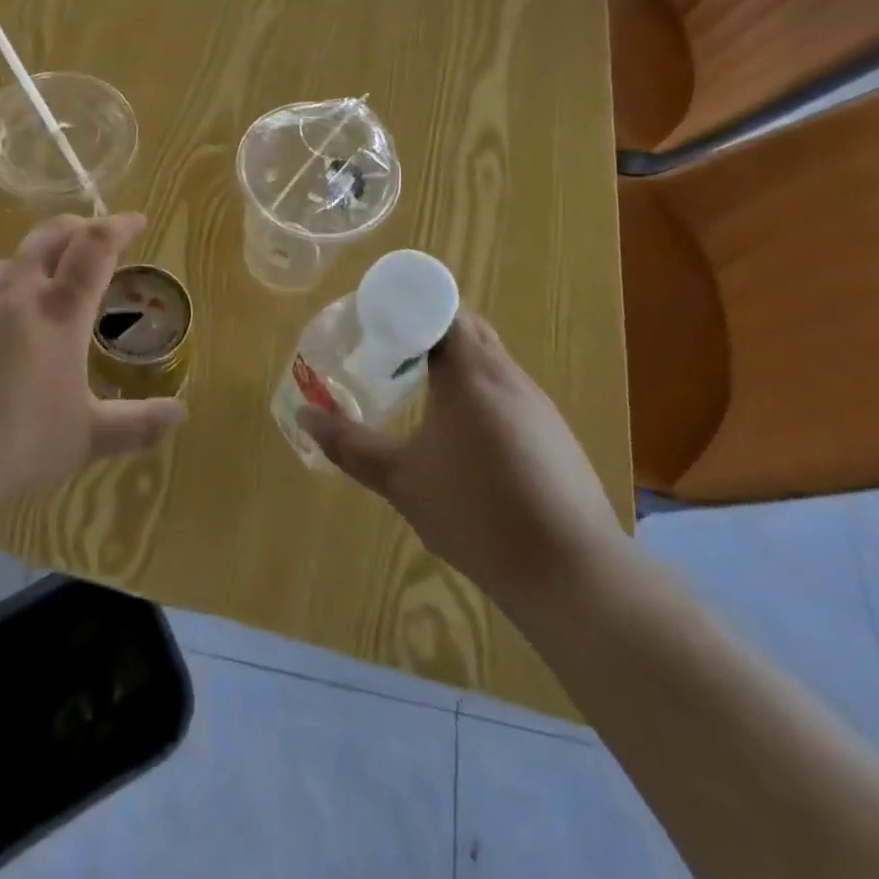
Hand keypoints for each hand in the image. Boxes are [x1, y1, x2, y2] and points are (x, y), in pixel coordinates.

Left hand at [0, 213, 185, 522]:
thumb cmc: (9, 443)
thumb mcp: (83, 440)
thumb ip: (137, 425)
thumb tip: (181, 413)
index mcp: (58, 311)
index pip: (96, 246)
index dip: (119, 226)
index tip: (136, 220)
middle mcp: (13, 288)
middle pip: (49, 234)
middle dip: (76, 228)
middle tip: (88, 237)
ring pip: (7, 265)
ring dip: (29, 270)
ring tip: (31, 301)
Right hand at [298, 311, 625, 620]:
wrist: (573, 573)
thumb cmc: (478, 514)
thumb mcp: (401, 480)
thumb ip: (350, 444)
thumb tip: (305, 415)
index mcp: (470, 372)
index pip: (439, 307)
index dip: (403, 305)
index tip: (372, 320)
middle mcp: (506, 374)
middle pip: (465, 325)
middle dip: (424, 327)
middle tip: (385, 348)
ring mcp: (536, 402)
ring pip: (488, 357)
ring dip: (452, 358)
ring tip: (416, 383)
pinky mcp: (553, 431)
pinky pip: (506, 387)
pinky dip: (476, 388)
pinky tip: (461, 429)